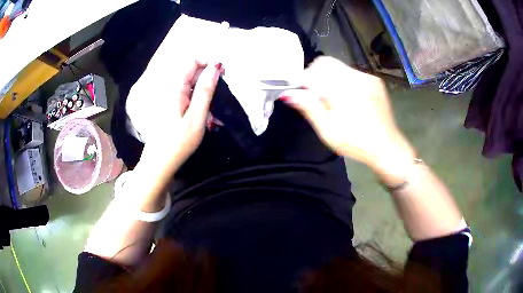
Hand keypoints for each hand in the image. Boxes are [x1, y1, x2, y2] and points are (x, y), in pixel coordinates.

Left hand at [128, 60, 221, 169]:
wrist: (160, 163)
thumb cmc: (178, 143)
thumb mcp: (196, 118)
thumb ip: (205, 91)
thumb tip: (215, 67)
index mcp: (175, 88)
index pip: (192, 61)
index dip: (208, 63)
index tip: (223, 75)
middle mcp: (172, 89)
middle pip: (194, 73)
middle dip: (210, 83)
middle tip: (219, 102)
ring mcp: (173, 98)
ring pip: (195, 86)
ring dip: (208, 97)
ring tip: (214, 117)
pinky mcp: (174, 107)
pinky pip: (191, 97)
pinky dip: (202, 105)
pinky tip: (207, 120)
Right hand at [281, 57, 414, 180]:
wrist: (387, 147)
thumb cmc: (355, 142)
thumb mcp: (327, 129)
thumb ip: (308, 107)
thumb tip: (287, 92)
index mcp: (342, 88)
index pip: (313, 70)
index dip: (303, 80)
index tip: (300, 93)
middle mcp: (355, 76)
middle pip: (326, 63)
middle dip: (315, 75)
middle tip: (316, 96)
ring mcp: (367, 77)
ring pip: (339, 67)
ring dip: (329, 78)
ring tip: (333, 100)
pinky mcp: (375, 81)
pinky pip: (352, 73)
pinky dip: (343, 81)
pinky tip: (348, 99)